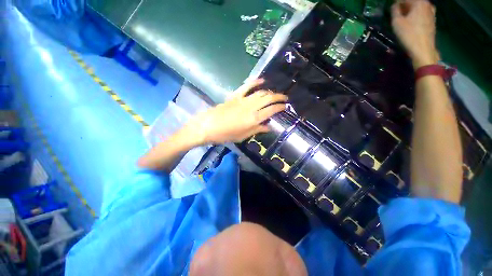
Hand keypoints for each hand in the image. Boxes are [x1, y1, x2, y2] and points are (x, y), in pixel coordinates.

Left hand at [186, 79, 287, 144]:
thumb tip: (268, 127)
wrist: (208, 127)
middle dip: (279, 97)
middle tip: (284, 98)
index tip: (285, 107)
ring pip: (260, 92)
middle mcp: (251, 107)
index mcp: (253, 119)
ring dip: (270, 92)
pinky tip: (262, 80)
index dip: (280, 107)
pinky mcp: (235, 96)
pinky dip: (255, 82)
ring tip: (275, 94)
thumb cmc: (226, 135)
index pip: (271, 110)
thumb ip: (257, 130)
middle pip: (268, 98)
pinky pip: (246, 86)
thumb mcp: (243, 136)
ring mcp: (242, 100)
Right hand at [391, 0, 438, 67]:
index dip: (397, 3)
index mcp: (419, 2)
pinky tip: (411, 21)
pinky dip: (416, 15)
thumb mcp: (397, 22)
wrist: (423, 49)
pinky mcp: (432, 20)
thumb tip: (395, 6)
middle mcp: (427, 4)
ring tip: (403, 17)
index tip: (391, 8)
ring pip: (418, 7)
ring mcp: (431, 12)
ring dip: (410, 10)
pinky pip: (422, 13)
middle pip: (413, 2)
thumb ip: (395, 11)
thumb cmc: (409, 34)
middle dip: (404, 6)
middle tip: (396, 13)